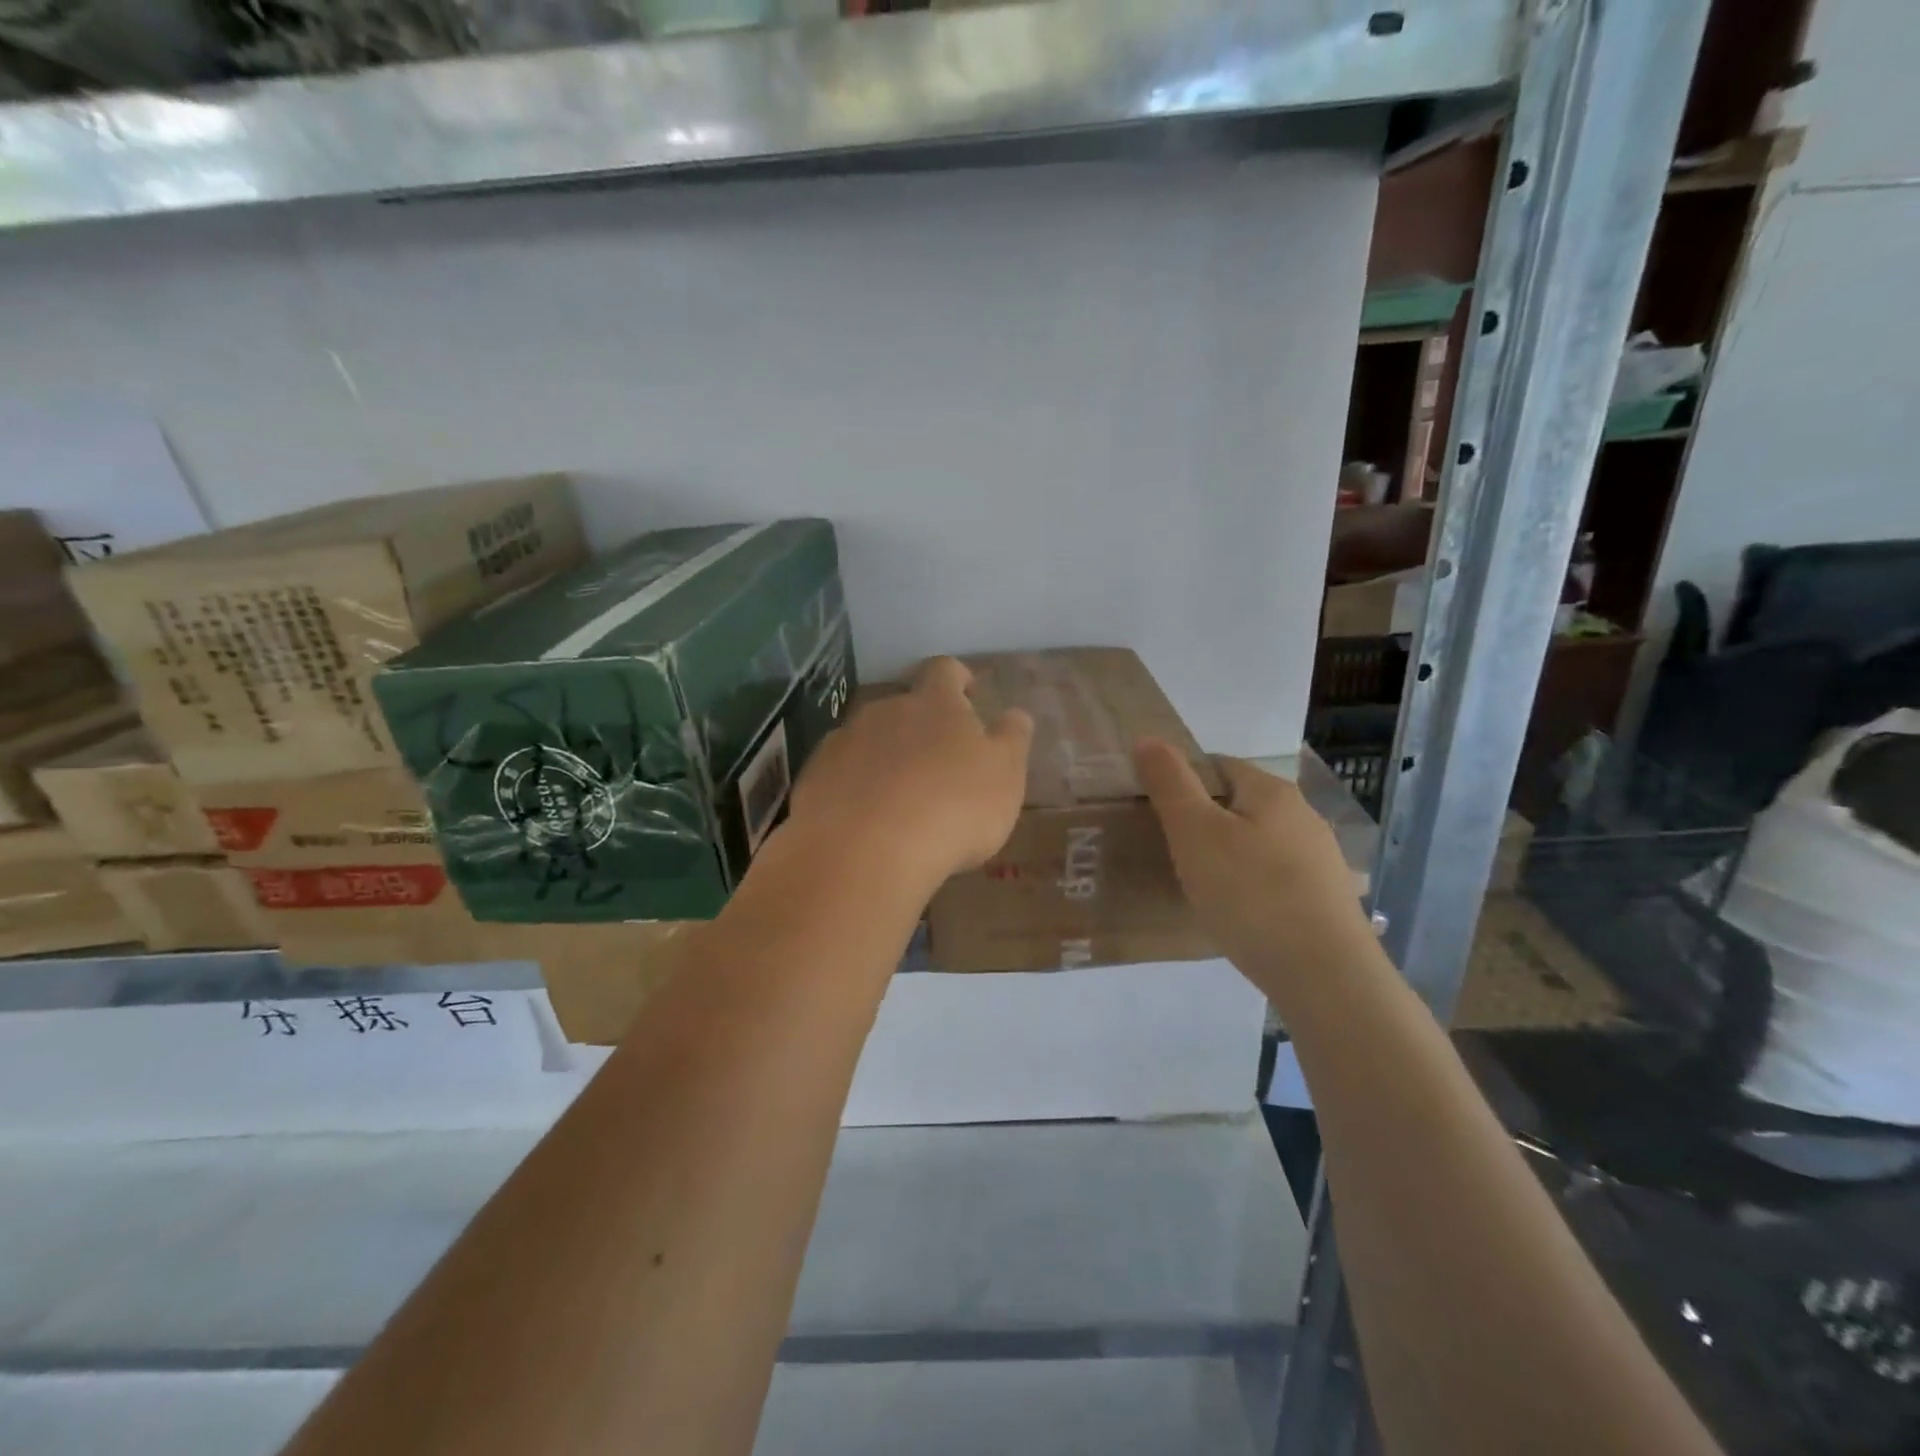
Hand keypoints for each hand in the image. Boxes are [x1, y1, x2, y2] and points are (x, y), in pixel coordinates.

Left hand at [788, 657, 1032, 894]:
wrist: (864, 851)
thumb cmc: (952, 809)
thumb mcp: (1005, 777)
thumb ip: (1011, 740)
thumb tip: (1015, 714)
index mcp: (934, 704)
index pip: (945, 670)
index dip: (957, 677)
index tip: (968, 693)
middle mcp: (884, 711)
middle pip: (903, 706)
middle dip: (919, 728)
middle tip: (938, 765)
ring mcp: (843, 741)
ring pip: (869, 740)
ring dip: (885, 758)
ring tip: (900, 800)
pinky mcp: (814, 777)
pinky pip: (840, 773)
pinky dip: (854, 787)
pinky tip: (865, 821)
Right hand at [1136, 739, 1374, 995]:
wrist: (1325, 975)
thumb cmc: (1250, 894)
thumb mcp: (1194, 833)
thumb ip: (1170, 783)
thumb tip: (1148, 737)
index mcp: (1271, 791)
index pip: (1218, 765)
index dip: (1182, 781)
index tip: (1156, 813)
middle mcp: (1303, 815)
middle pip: (1241, 802)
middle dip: (1205, 819)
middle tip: (1172, 852)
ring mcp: (1321, 858)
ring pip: (1260, 841)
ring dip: (1230, 853)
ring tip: (1202, 885)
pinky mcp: (1327, 898)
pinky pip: (1277, 876)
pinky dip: (1253, 884)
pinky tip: (1240, 913)